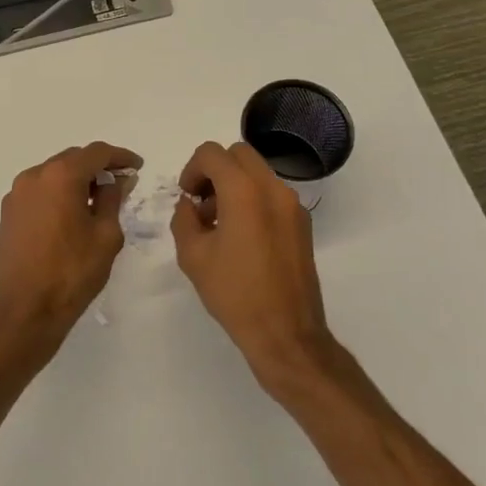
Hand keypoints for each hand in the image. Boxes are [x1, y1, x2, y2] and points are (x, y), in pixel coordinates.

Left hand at [0, 142, 140, 367]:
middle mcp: (33, 177)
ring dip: (76, 180)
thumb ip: (113, 199)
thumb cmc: (72, 272)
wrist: (25, 312)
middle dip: (98, 167)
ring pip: (53, 175)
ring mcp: (16, 195)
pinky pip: (39, 192)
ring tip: (98, 201)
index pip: (96, 153)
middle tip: (120, 184)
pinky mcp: (8, 214)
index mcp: (60, 176)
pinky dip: (58, 194)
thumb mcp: (106, 235)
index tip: (137, 167)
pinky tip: (72, 214)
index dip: (120, 157)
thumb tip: (117, 180)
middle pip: (72, 159)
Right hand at [170, 141, 335, 396]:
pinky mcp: (302, 223)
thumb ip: (184, 219)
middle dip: (215, 170)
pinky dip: (253, 199)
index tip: (188, 197)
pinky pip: (272, 194)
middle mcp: (273, 188)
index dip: (192, 169)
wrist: (285, 332)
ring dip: (234, 184)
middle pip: (238, 154)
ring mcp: (293, 204)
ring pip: (257, 172)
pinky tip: (243, 238)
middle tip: (202, 203)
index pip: (212, 153)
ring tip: (220, 224)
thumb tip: (190, 205)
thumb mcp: (193, 256)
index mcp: (244, 191)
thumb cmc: (234, 294)